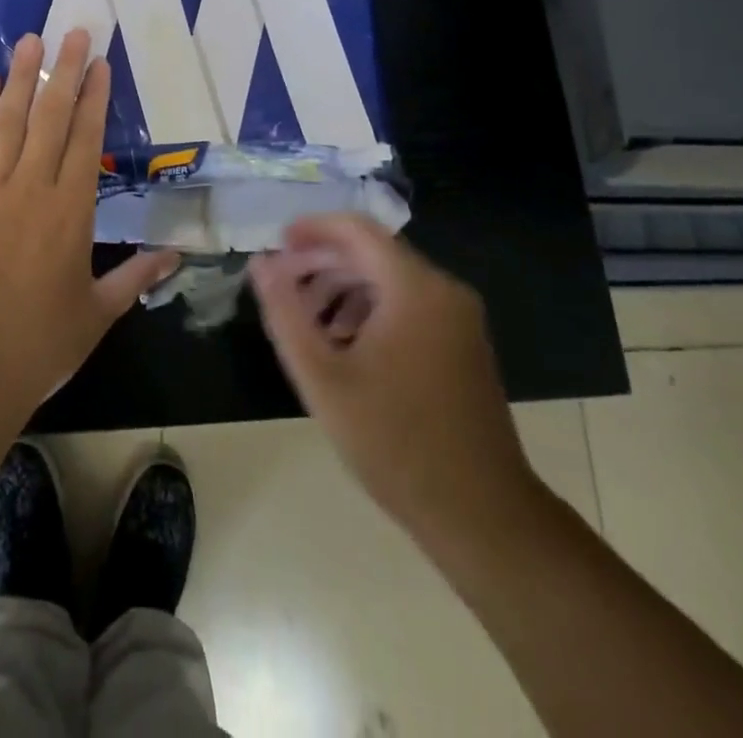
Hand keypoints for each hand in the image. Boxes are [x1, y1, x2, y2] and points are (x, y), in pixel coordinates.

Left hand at [0, 29, 178, 407]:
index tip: (99, 62)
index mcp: (72, 211)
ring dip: (19, 79)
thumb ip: (136, 275)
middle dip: (62, 72)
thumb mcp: (98, 311)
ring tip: (28, 42)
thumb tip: (176, 255)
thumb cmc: (42, 343)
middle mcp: (32, 189)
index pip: (87, 140)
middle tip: (70, 32)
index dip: (93, 98)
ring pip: (7, 123)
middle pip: (49, 118)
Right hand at [249, 215, 537, 545]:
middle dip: (323, 263)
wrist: (481, 514)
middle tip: (284, 289)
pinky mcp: (464, 342)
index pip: (356, 229)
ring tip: (309, 324)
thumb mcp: (322, 376)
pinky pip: (410, 304)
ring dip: (344, 288)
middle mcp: (443, 289)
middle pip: (372, 252)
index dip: (312, 229)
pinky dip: (372, 309)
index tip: (276, 245)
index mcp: (414, 288)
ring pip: (390, 279)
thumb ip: (286, 312)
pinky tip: (346, 346)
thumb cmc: (394, 443)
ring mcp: (459, 317)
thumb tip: (261, 263)